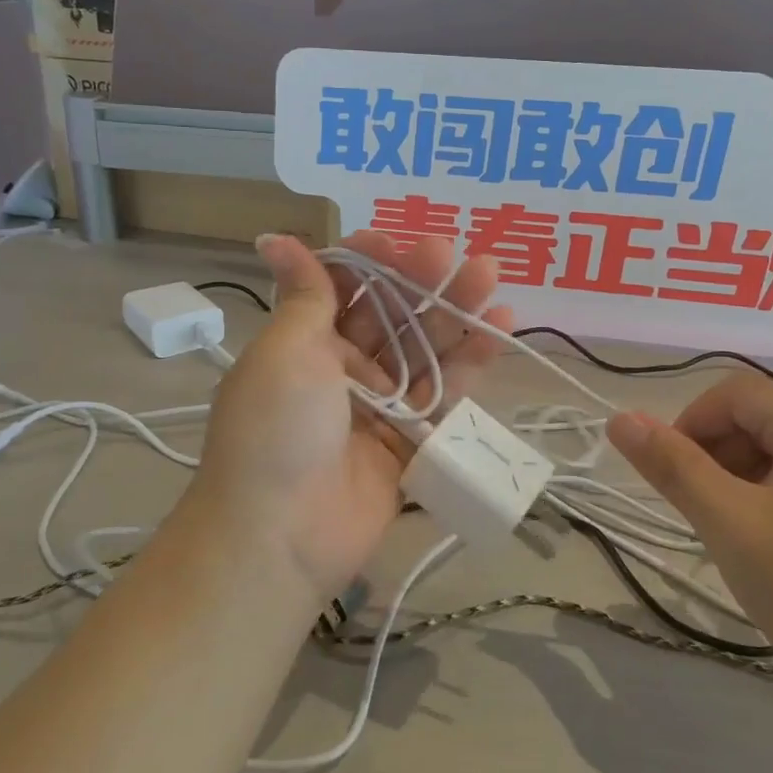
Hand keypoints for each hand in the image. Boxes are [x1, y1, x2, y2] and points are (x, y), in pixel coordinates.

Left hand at [186, 231, 510, 601]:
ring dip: (455, 312)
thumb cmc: (276, 428)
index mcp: (304, 343)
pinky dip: (471, 361)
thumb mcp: (285, 351)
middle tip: (450, 252)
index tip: (392, 241)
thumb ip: (306, 295)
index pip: (342, 289)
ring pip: (424, 349)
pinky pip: (444, 394)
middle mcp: (342, 370)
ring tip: (488, 275)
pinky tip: (498, 326)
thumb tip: (274, 237)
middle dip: (419, 281)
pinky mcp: (412, 440)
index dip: (368, 263)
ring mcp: (380, 406)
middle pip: (390, 315)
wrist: (280, 535)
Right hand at [607, 376, 772, 701]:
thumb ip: (671, 466)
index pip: (733, 394)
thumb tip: (618, 420)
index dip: (688, 427)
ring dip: (749, 481)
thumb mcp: (730, 524)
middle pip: (765, 419)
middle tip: (704, 517)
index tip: (670, 481)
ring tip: (741, 539)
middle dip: (719, 458)